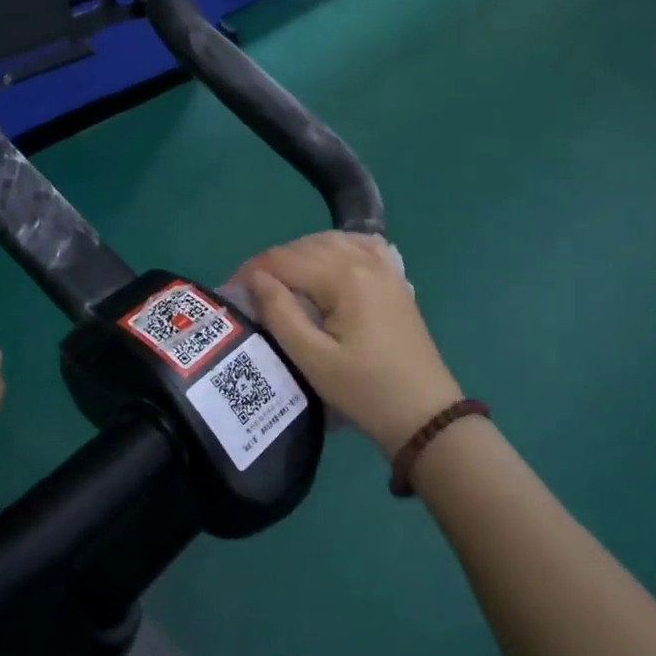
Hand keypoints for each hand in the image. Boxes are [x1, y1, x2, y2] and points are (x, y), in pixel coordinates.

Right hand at [234, 232, 460, 455]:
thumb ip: (281, 313)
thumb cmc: (365, 391)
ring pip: (332, 241)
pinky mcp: (395, 279)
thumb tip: (256, 278)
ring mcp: (385, 267)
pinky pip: (361, 246)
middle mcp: (365, 260)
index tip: (230, 291)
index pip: (285, 259)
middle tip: (251, 291)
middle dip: (274, 262)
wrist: (424, 414)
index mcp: (344, 277)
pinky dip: (337, 248)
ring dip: (301, 255)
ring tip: (281, 282)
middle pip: (306, 246)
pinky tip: (327, 264)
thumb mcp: (314, 359)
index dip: (252, 271)